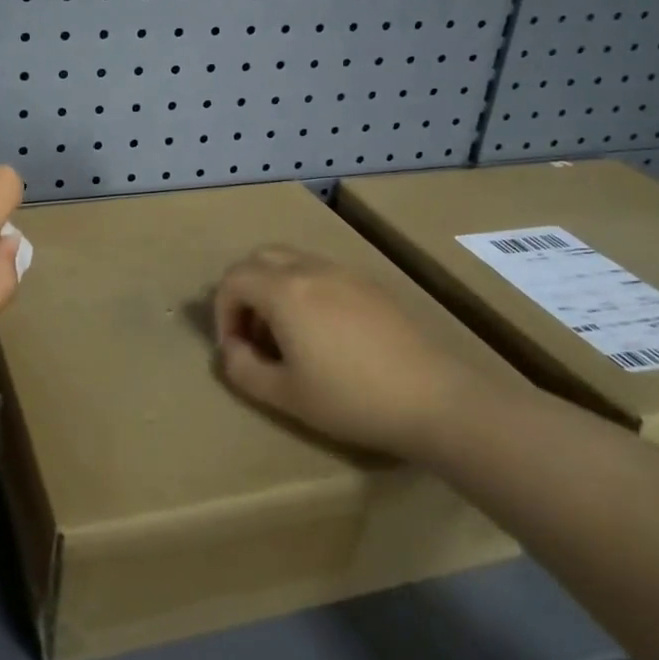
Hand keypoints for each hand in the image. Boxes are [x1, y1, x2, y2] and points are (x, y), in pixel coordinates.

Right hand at [213, 245, 491, 461]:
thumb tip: (231, 348)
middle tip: (254, 334)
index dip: (222, 312)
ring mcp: (344, 273)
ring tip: (288, 336)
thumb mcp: (284, 395)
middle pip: (259, 259)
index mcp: (284, 290)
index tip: (236, 348)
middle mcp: (310, 269)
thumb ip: (241, 368)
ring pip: (291, 262)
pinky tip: (325, 335)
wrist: (436, 400)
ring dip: (274, 290)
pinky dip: (305, 291)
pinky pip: (321, 273)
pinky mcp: (371, 285)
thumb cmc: (351, 399)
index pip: (233, 279)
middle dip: (245, 292)